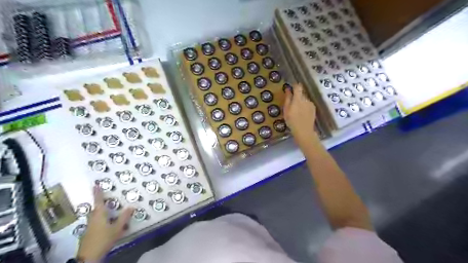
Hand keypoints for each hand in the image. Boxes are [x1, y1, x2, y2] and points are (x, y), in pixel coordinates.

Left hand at [77, 186, 132, 261]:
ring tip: (108, 211)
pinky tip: (106, 224)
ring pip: (95, 215)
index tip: (95, 185)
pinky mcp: (88, 233)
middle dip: (99, 202)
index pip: (98, 200)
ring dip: (100, 211)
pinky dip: (100, 219)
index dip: (97, 192)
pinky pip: (95, 221)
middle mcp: (92, 218)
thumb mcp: (117, 228)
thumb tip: (131, 206)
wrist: (89, 257)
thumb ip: (124, 217)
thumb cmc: (104, 239)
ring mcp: (89, 226)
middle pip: (95, 208)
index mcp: (99, 214)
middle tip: (105, 198)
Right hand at [281, 84, 317, 148]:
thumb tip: (288, 89)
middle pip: (301, 94)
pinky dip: (304, 106)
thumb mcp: (286, 110)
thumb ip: (288, 98)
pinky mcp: (313, 109)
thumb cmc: (292, 121)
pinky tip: (302, 114)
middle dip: (297, 96)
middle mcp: (306, 99)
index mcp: (298, 98)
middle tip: (291, 104)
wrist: (304, 131)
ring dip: (301, 102)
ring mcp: (311, 104)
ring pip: (304, 99)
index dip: (295, 86)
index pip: (298, 87)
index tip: (291, 87)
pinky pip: (308, 104)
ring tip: (296, 111)